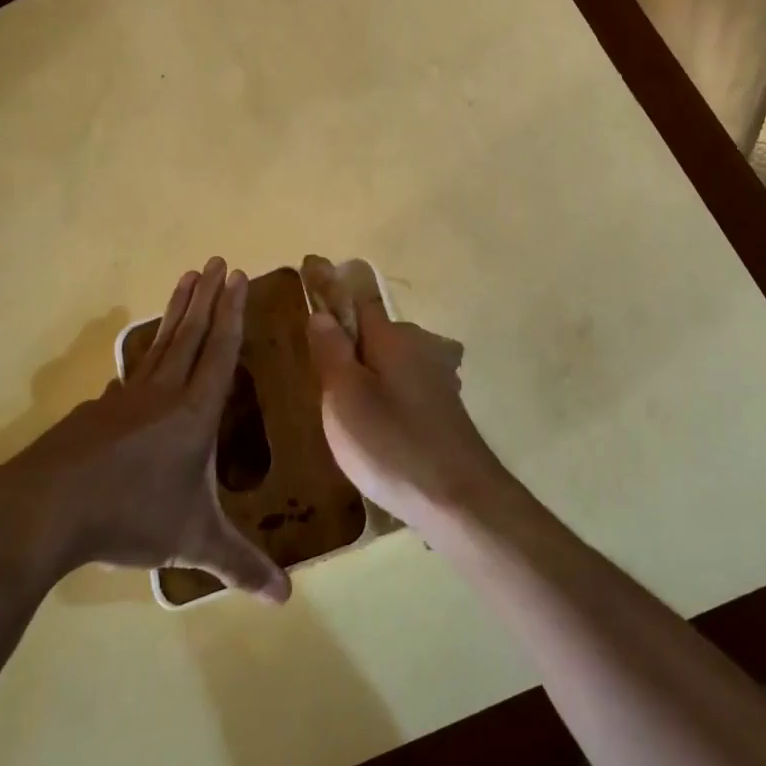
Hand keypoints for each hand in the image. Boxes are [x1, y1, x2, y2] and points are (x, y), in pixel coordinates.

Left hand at [0, 258, 289, 601]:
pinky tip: (137, 365)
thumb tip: (285, 600)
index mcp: (194, 413)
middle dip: (208, 297)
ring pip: (159, 345)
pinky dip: (143, 358)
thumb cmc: (128, 518)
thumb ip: (239, 566)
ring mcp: (123, 399)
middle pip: (191, 334)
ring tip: (185, 280)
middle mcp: (162, 394)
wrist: (41, 513)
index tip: (237, 276)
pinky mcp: (95, 413)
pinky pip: (129, 376)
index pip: (221, 352)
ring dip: (177, 311)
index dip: (232, 313)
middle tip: (216, 260)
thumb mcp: (191, 542)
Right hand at [303, 262, 516, 530]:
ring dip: (364, 368)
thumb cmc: (393, 445)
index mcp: (393, 338)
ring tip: (337, 400)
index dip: (329, 287)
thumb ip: (332, 352)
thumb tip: (322, 313)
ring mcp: (436, 377)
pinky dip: (382, 390)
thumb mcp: (346, 399)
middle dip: (345, 336)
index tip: (307, 267)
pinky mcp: (442, 406)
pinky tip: (373, 421)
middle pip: (373, 330)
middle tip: (312, 361)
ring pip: (388, 359)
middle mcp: (419, 347)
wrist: (459, 498)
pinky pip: (401, 384)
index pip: (355, 299)